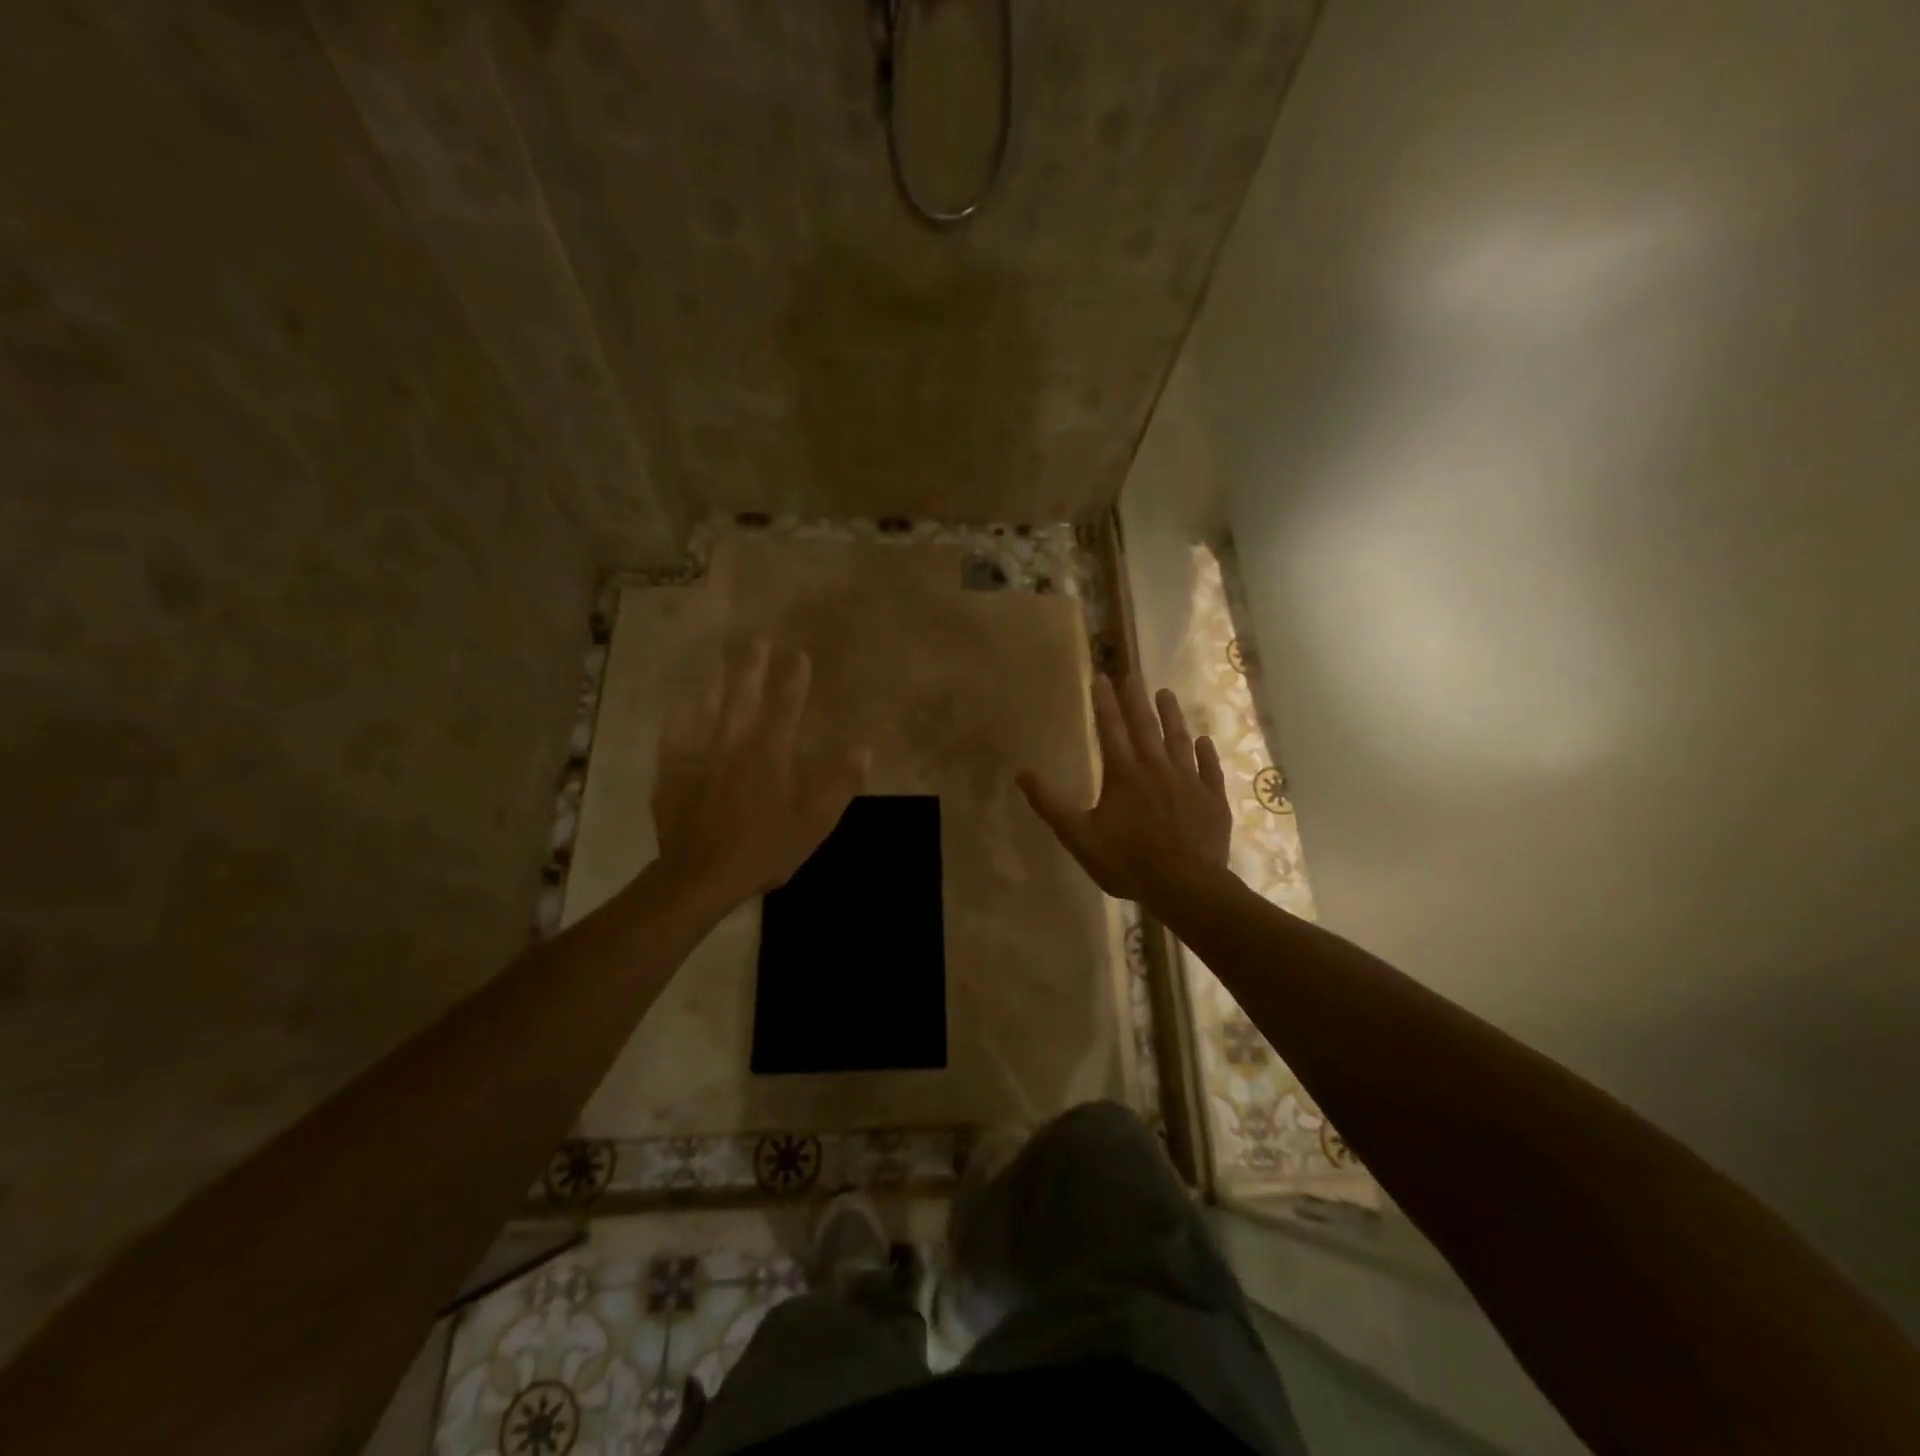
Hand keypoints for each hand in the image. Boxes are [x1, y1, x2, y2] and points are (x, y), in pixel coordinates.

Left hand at [653, 640, 867, 907]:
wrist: (702, 876)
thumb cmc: (764, 849)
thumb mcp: (815, 823)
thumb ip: (839, 784)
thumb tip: (862, 750)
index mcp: (770, 755)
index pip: (786, 707)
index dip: (795, 679)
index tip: (799, 655)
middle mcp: (734, 745)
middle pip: (743, 698)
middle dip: (751, 668)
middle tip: (757, 642)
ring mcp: (699, 757)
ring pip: (706, 710)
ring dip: (714, 683)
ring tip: (717, 661)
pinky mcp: (673, 774)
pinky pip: (674, 738)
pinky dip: (677, 719)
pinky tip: (676, 707)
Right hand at [1018, 675, 1232, 905]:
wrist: (1185, 887)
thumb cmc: (1127, 862)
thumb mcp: (1079, 836)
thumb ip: (1051, 804)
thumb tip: (1023, 774)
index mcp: (1124, 774)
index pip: (1111, 729)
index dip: (1104, 703)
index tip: (1101, 678)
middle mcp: (1157, 768)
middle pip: (1146, 727)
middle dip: (1136, 700)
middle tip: (1133, 675)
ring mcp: (1189, 782)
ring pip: (1179, 740)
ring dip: (1172, 716)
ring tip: (1166, 694)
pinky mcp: (1212, 800)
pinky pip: (1209, 769)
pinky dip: (1206, 753)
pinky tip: (1204, 741)